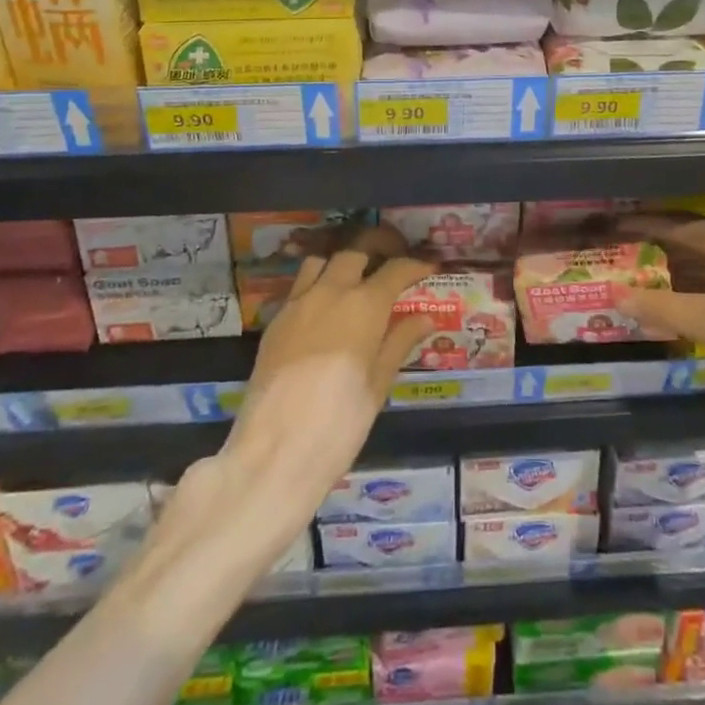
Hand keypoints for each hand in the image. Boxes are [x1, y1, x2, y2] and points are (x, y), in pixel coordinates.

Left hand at [211, 234, 435, 540]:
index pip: (395, 270)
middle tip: (392, 263)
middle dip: (377, 251)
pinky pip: (299, 287)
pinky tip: (324, 310)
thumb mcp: (378, 384)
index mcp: (364, 305)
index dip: (415, 266)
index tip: (429, 267)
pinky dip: (316, 285)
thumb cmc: (340, 423)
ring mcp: (297, 304)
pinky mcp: (274, 322)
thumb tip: (426, 317)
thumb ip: (399, 342)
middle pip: (355, 253)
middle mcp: (330, 291)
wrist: (275, 453)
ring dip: (340, 263)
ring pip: (320, 262)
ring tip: (354, 280)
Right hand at [619, 217, 704, 433]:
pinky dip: (702, 290)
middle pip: (694, 243)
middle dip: (659, 256)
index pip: (677, 227)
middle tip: (622, 264)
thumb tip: (616, 294)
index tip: (614, 231)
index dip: (644, 230)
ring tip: (643, 288)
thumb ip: (664, 308)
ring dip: (680, 277)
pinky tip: (683, 309)